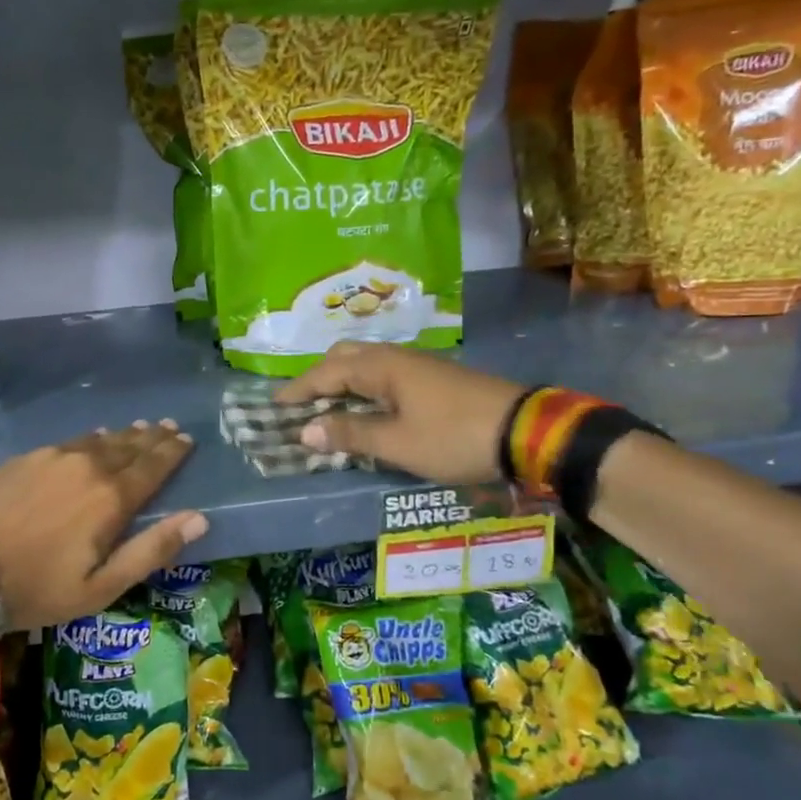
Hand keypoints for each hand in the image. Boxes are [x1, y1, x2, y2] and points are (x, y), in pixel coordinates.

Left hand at [0, 421, 205, 631]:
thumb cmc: (35, 587)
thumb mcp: (100, 586)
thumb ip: (151, 551)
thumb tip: (198, 519)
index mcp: (111, 498)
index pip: (152, 466)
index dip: (172, 453)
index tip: (187, 440)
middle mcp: (87, 466)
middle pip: (129, 447)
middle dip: (152, 438)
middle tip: (170, 427)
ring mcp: (52, 457)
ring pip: (99, 440)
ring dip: (123, 435)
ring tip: (139, 427)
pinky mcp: (24, 458)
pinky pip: (70, 441)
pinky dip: (90, 439)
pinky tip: (92, 437)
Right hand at [278, 343, 524, 483]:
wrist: (525, 431)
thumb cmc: (454, 437)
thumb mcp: (398, 443)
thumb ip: (350, 434)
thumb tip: (306, 431)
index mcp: (381, 367)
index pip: (326, 373)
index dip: (299, 390)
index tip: (275, 405)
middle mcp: (396, 357)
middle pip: (345, 356)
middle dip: (319, 376)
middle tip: (300, 402)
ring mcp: (418, 365)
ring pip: (366, 363)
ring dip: (341, 380)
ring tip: (327, 404)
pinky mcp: (435, 378)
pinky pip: (384, 373)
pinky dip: (363, 386)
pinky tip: (367, 406)